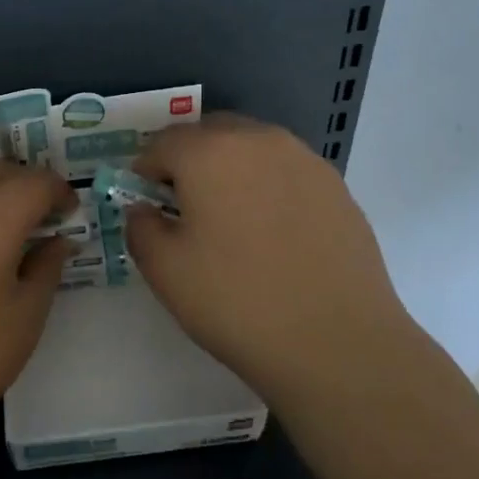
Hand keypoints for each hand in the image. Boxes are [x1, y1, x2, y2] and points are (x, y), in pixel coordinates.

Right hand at [124, 114, 417, 405]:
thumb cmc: (238, 303)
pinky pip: (285, 172)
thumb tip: (144, 210)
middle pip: (209, 135)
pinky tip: (273, 235)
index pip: (161, 144)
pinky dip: (268, 188)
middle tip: (185, 210)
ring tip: (231, 222)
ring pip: (251, 149)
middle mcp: (259, 140)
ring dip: (230, 171)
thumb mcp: (165, 271)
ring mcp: (304, 160)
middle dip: (188, 163)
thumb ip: (141, 227)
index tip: (146, 206)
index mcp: (210, 152)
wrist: (338, 343)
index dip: (144, 172)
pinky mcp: (336, 186)